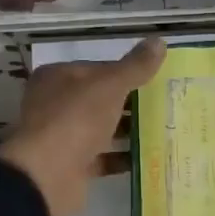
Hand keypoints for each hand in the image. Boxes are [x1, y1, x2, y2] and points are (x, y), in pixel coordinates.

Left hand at [0, 39, 165, 215]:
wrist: (49, 175)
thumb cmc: (76, 119)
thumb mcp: (110, 85)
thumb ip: (135, 66)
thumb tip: (159, 41)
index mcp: (57, 78)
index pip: (98, 68)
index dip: (126, 72)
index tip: (156, 79)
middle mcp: (55, 104)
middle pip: (100, 100)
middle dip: (130, 104)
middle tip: (166, 104)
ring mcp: (62, 136)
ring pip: (102, 129)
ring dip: (128, 131)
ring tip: (164, 129)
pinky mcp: (72, 166)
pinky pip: (103, 158)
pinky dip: (122, 158)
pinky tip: (150, 156)